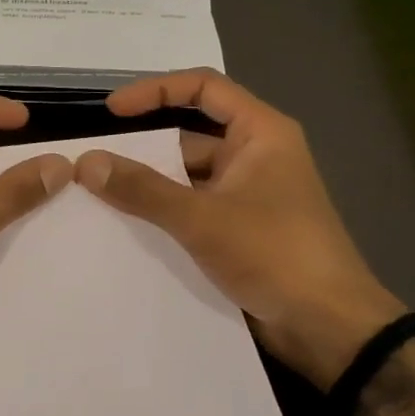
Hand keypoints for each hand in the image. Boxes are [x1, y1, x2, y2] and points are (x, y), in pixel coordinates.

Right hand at [73, 70, 403, 387]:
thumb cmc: (274, 254)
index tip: (112, 111)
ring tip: (94, 196)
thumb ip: (142, 189)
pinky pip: (192, 209)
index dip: (155, 90)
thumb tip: (86, 162)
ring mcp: (246, 195)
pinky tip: (124, 228)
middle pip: (189, 136)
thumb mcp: (202, 218)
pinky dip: (162, 214)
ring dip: (148, 186)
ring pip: (187, 178)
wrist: (329, 328)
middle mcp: (254, 156)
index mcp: (260, 133)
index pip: (203, 87)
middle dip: (143, 148)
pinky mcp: (239, 230)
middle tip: (91, 163)